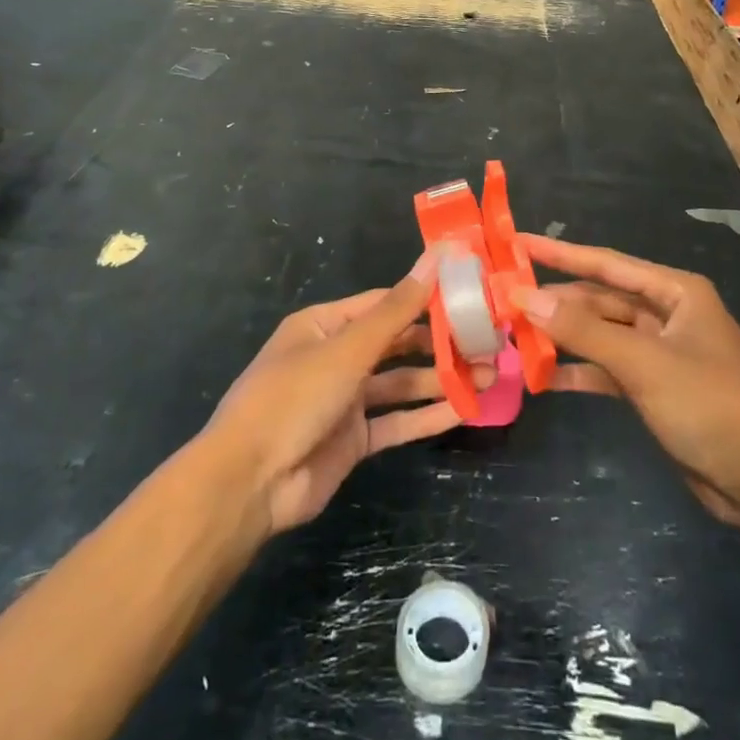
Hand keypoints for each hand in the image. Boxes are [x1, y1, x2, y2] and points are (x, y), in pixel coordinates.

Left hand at [206, 251, 472, 535]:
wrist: (250, 483)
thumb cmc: (295, 397)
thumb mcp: (349, 348)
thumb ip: (398, 308)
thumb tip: (436, 256)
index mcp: (325, 325)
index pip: (384, 302)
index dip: (425, 297)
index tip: (469, 294)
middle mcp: (336, 357)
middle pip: (396, 343)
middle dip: (440, 342)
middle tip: (488, 340)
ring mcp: (345, 400)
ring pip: (401, 383)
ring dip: (441, 379)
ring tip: (489, 375)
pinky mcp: (354, 439)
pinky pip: (397, 421)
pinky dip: (427, 415)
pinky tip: (465, 409)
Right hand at [519, 235, 739, 531]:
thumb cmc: (711, 406)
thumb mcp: (643, 363)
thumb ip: (582, 330)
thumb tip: (525, 296)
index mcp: (675, 292)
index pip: (606, 263)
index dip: (559, 253)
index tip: (517, 242)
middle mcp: (669, 315)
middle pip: (601, 299)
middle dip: (557, 302)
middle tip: (505, 302)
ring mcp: (662, 353)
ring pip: (602, 335)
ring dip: (564, 339)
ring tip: (515, 338)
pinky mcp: (657, 389)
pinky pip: (609, 370)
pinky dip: (580, 373)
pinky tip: (545, 379)